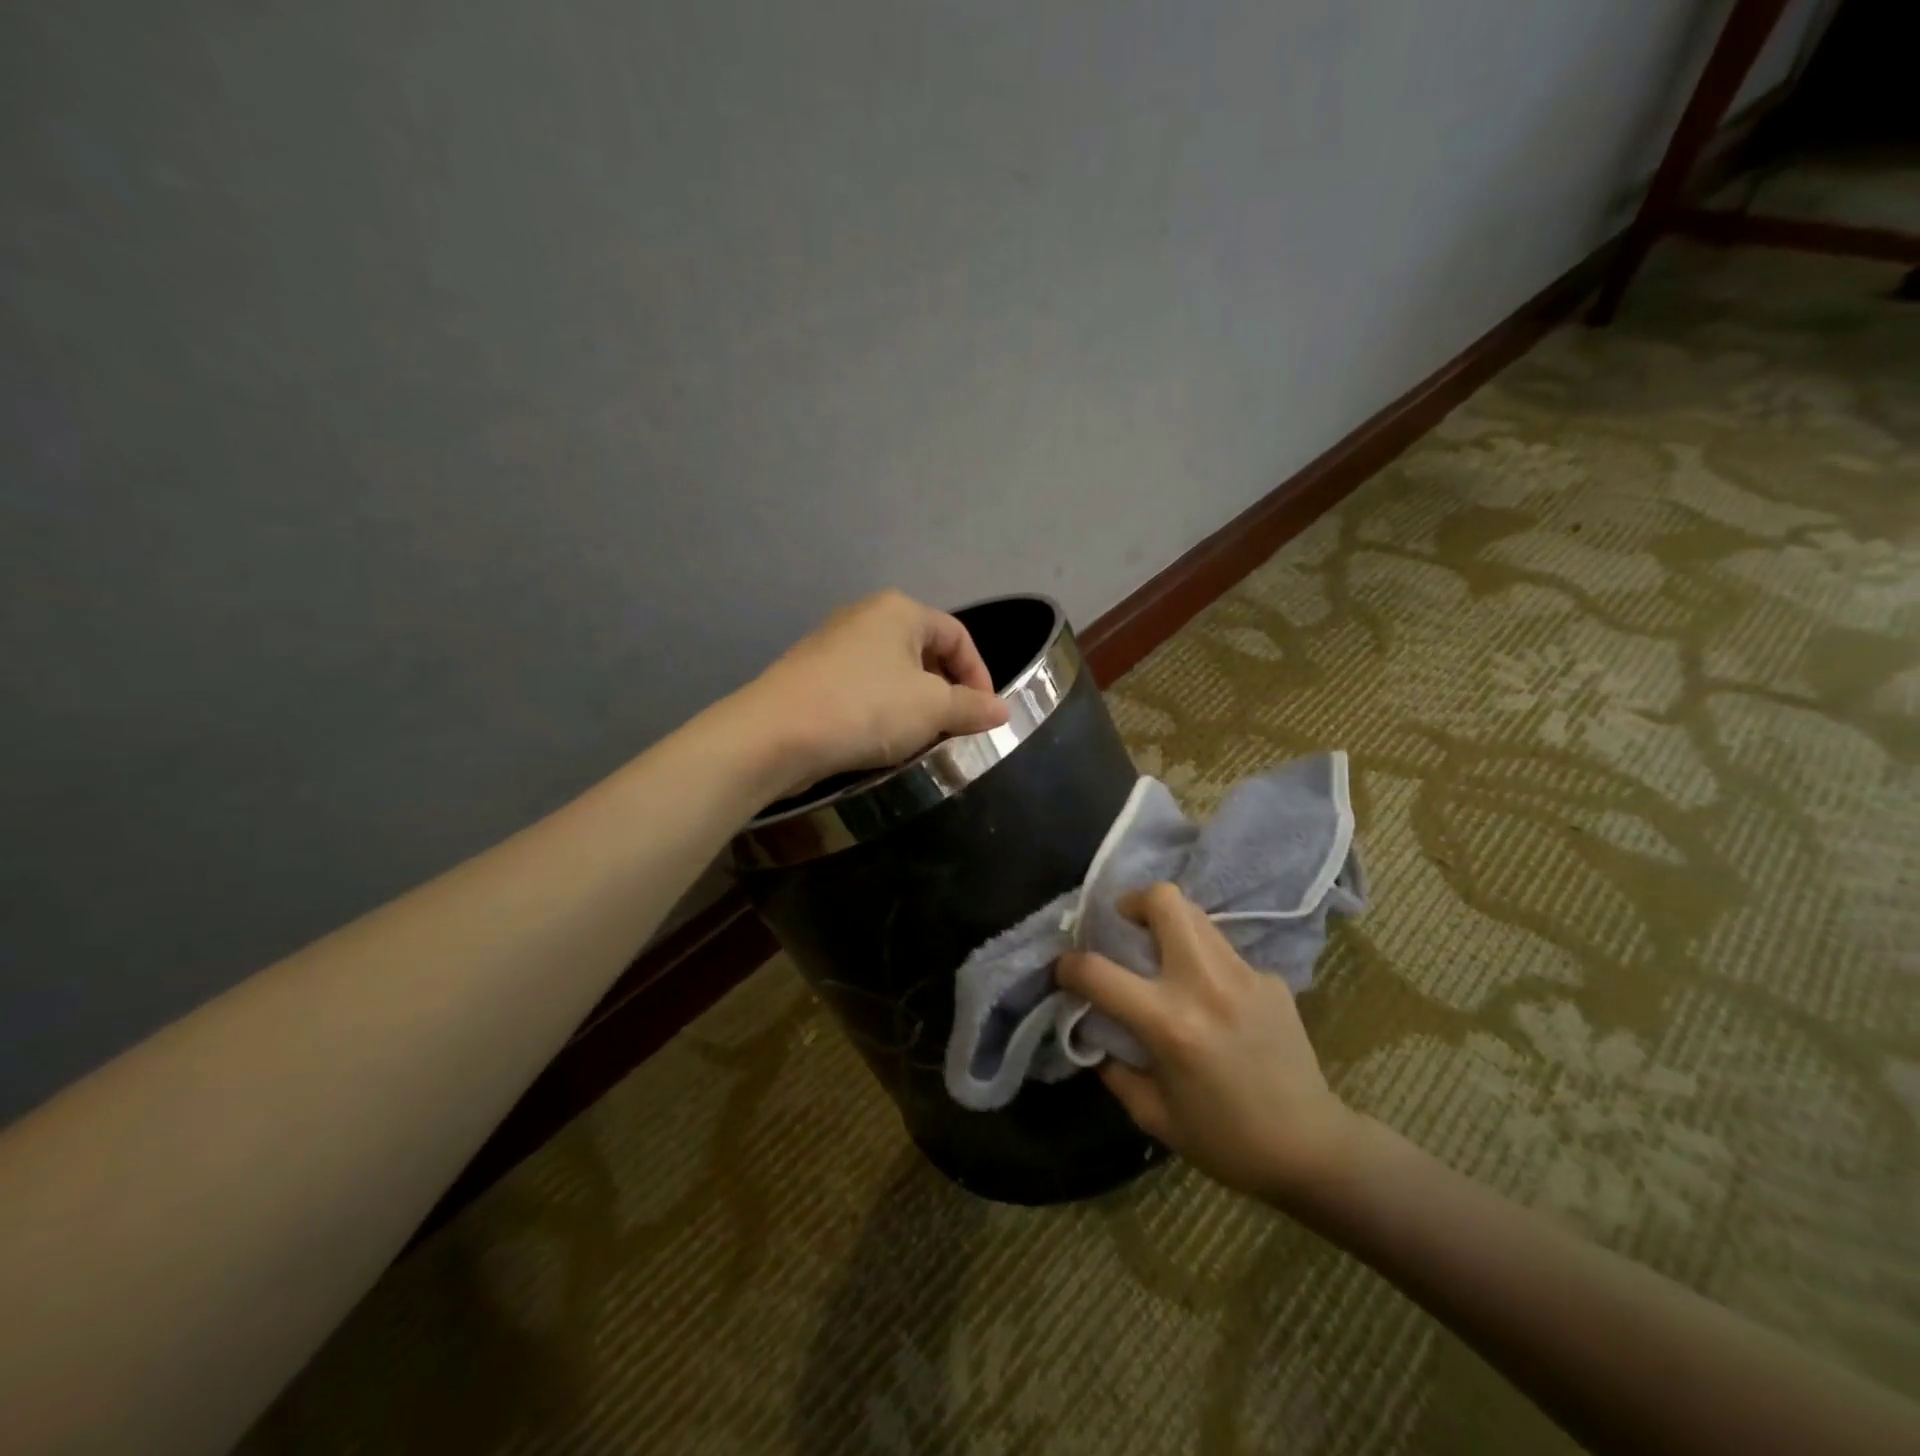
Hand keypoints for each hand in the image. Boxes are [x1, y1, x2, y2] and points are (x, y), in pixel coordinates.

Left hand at [745, 591, 1010, 789]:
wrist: (775, 734)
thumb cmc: (866, 708)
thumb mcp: (932, 709)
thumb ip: (972, 707)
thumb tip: (1003, 710)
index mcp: (900, 611)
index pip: (958, 636)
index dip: (980, 676)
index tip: (984, 715)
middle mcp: (866, 616)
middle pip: (924, 652)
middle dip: (946, 692)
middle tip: (953, 729)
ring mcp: (834, 643)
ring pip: (893, 673)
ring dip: (914, 705)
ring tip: (919, 739)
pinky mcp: (811, 673)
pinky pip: (863, 687)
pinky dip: (881, 710)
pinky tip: (879, 739)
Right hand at [1057, 883, 1357, 1204]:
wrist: (1312, 1148)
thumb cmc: (1226, 1140)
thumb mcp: (1153, 1116)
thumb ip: (1114, 1069)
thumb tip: (1093, 1033)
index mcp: (1169, 1023)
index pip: (1098, 972)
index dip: (1069, 966)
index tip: (1065, 971)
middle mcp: (1205, 984)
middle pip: (1164, 901)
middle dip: (1133, 903)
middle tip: (1125, 927)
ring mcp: (1244, 975)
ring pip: (1196, 915)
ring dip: (1169, 924)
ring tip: (1163, 954)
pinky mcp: (1270, 979)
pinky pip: (1224, 950)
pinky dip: (1205, 960)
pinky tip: (1212, 997)